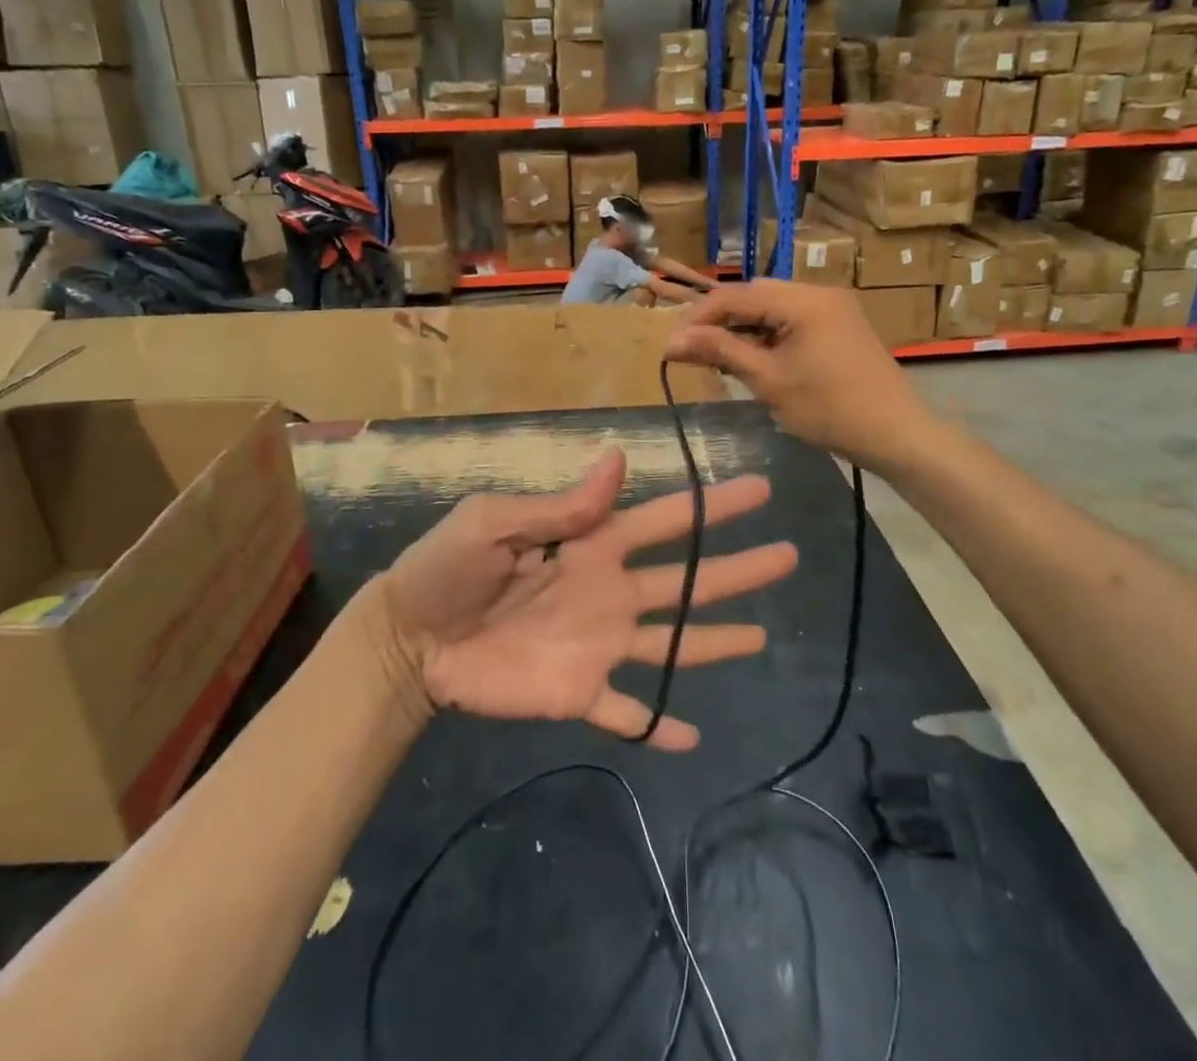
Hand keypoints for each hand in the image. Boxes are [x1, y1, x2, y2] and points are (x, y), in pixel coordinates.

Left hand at [371, 449, 796, 750]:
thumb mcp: (495, 521)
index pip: (665, 520)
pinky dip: (658, 726)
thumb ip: (559, 503)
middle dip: (736, 568)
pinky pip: (629, 712)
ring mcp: (599, 644)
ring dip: (716, 639)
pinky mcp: (579, 692)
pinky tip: (693, 737)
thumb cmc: (448, 567)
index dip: (711, 506)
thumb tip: (617, 459)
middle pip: (686, 579)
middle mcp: (609, 590)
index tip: (757, 492)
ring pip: (673, 641)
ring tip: (763, 636)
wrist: (410, 638)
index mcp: (592, 543)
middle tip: (787, 556)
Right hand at [664, 281, 930, 472]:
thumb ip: (720, 352)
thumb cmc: (829, 409)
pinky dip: (769, 332)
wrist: (897, 433)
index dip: (699, 317)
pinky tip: (755, 356)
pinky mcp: (841, 323)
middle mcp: (819, 292)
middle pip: (755, 294)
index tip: (672, 343)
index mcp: (803, 301)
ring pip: (773, 305)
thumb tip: (671, 341)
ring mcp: (834, 306)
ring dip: (744, 325)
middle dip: (721, 319)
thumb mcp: (768, 381)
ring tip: (720, 355)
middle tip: (693, 349)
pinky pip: (793, 317)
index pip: (736, 295)